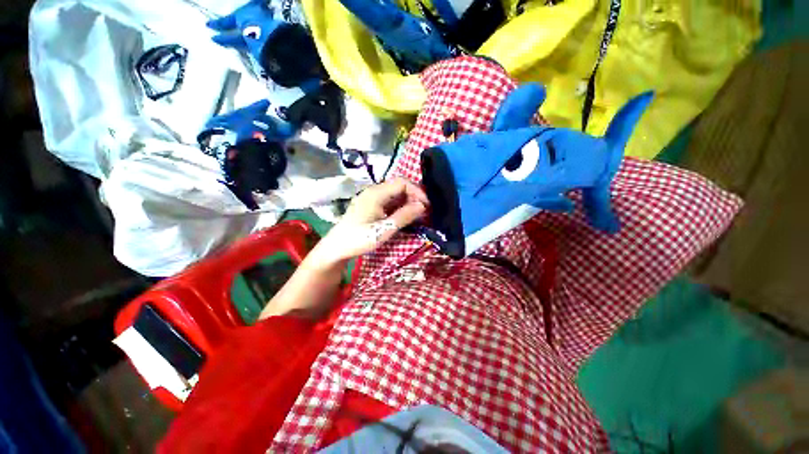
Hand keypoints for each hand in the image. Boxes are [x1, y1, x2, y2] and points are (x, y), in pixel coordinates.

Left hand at [308, 178, 428, 265]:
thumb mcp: (384, 230)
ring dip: (408, 201)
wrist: (337, 247)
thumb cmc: (359, 239)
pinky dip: (400, 206)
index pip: (402, 183)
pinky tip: (404, 216)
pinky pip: (389, 200)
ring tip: (417, 214)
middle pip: (399, 186)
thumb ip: (403, 217)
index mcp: (376, 193)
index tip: (426, 206)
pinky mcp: (371, 204)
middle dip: (414, 196)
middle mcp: (374, 191)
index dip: (417, 191)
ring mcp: (371, 197)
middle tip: (424, 211)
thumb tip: (422, 206)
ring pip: (395, 193)